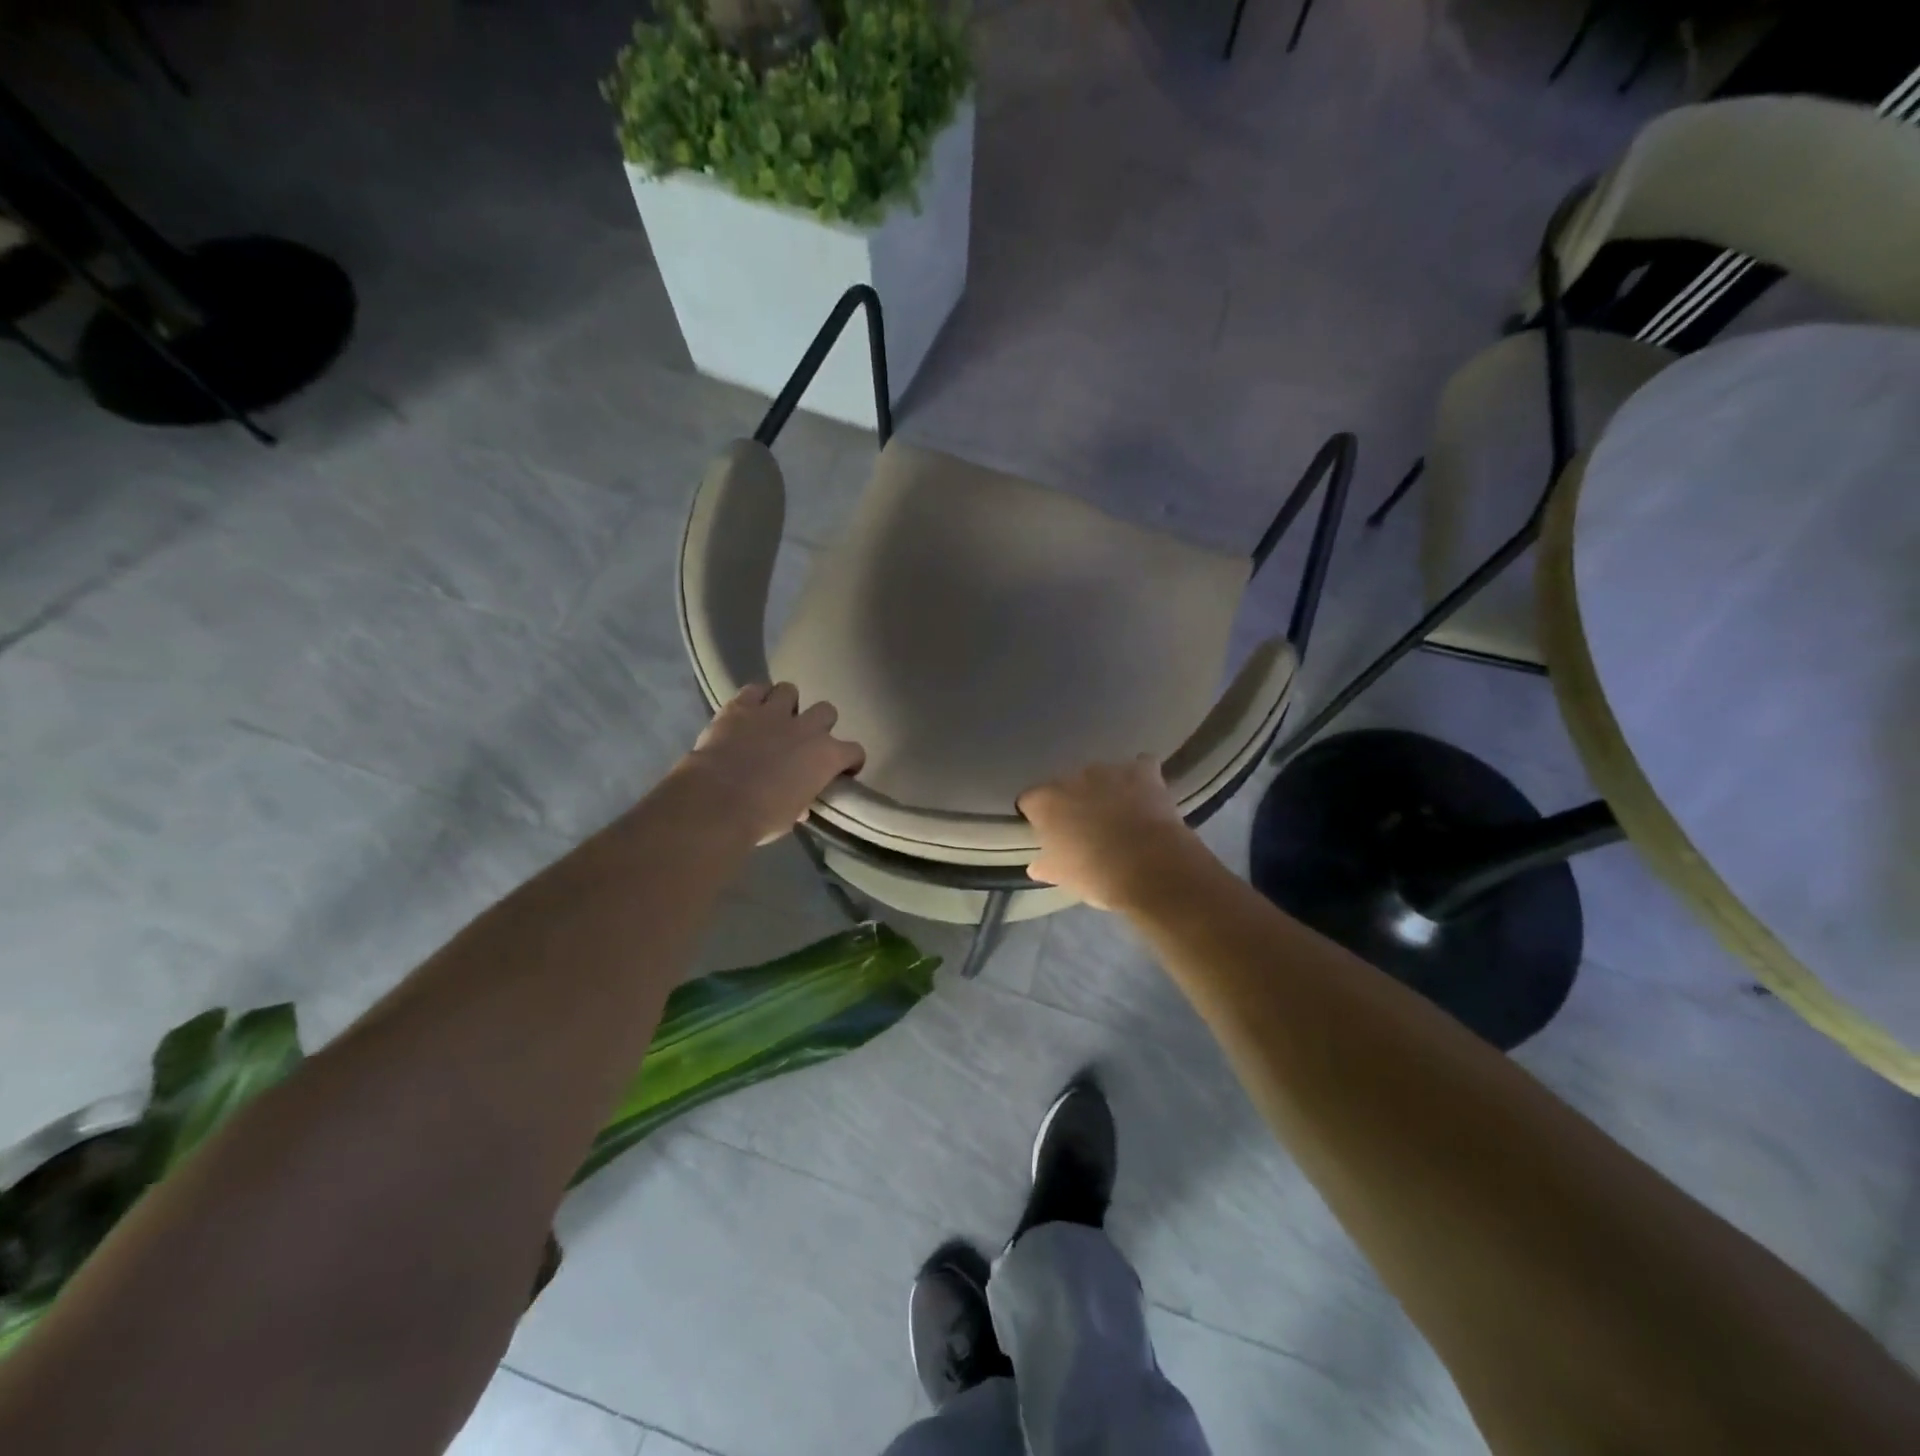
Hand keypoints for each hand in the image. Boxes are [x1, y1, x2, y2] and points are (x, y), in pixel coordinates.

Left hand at [682, 684, 864, 844]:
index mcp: (826, 757)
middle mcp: (807, 728)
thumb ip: (801, 801)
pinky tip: (748, 710)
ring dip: (785, 704)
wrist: (717, 802)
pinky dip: (754, 698)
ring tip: (774, 719)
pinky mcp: (741, 706)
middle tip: (803, 740)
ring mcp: (774, 712)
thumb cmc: (761, 817)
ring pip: (790, 690)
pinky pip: (754, 689)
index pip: (854, 751)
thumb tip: (801, 805)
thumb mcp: (791, 816)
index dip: (850, 761)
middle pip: (827, 711)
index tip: (842, 770)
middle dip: (818, 723)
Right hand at [1018, 756, 1209, 910]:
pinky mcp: (1142, 771)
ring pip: (1102, 775)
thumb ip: (1046, 864)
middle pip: (1067, 785)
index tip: (1047, 832)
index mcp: (1046, 802)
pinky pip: (1140, 767)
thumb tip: (1037, 865)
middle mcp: (1073, 778)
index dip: (1037, 815)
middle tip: (1086, 827)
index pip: (1030, 801)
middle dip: (1075, 801)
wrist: (1149, 868)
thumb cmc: (1096, 875)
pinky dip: (1141, 778)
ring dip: (1106, 789)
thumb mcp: (1062, 876)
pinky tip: (1146, 794)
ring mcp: (1109, 771)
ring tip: (1120, 815)